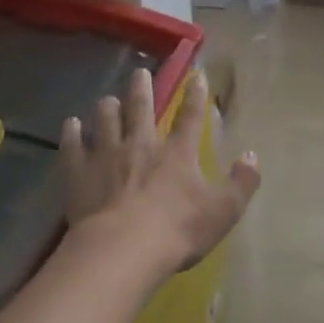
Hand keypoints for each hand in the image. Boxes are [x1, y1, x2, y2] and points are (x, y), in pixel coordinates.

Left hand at [61, 68, 259, 276]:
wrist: (123, 250)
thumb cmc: (177, 230)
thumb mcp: (223, 211)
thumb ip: (242, 183)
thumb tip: (252, 156)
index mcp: (177, 152)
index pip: (190, 116)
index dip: (195, 95)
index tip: (196, 75)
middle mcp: (141, 144)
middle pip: (140, 108)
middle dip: (141, 88)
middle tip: (139, 72)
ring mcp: (106, 155)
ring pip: (105, 120)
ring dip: (107, 107)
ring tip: (107, 99)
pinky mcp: (79, 173)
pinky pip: (72, 146)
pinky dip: (71, 133)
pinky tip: (70, 124)